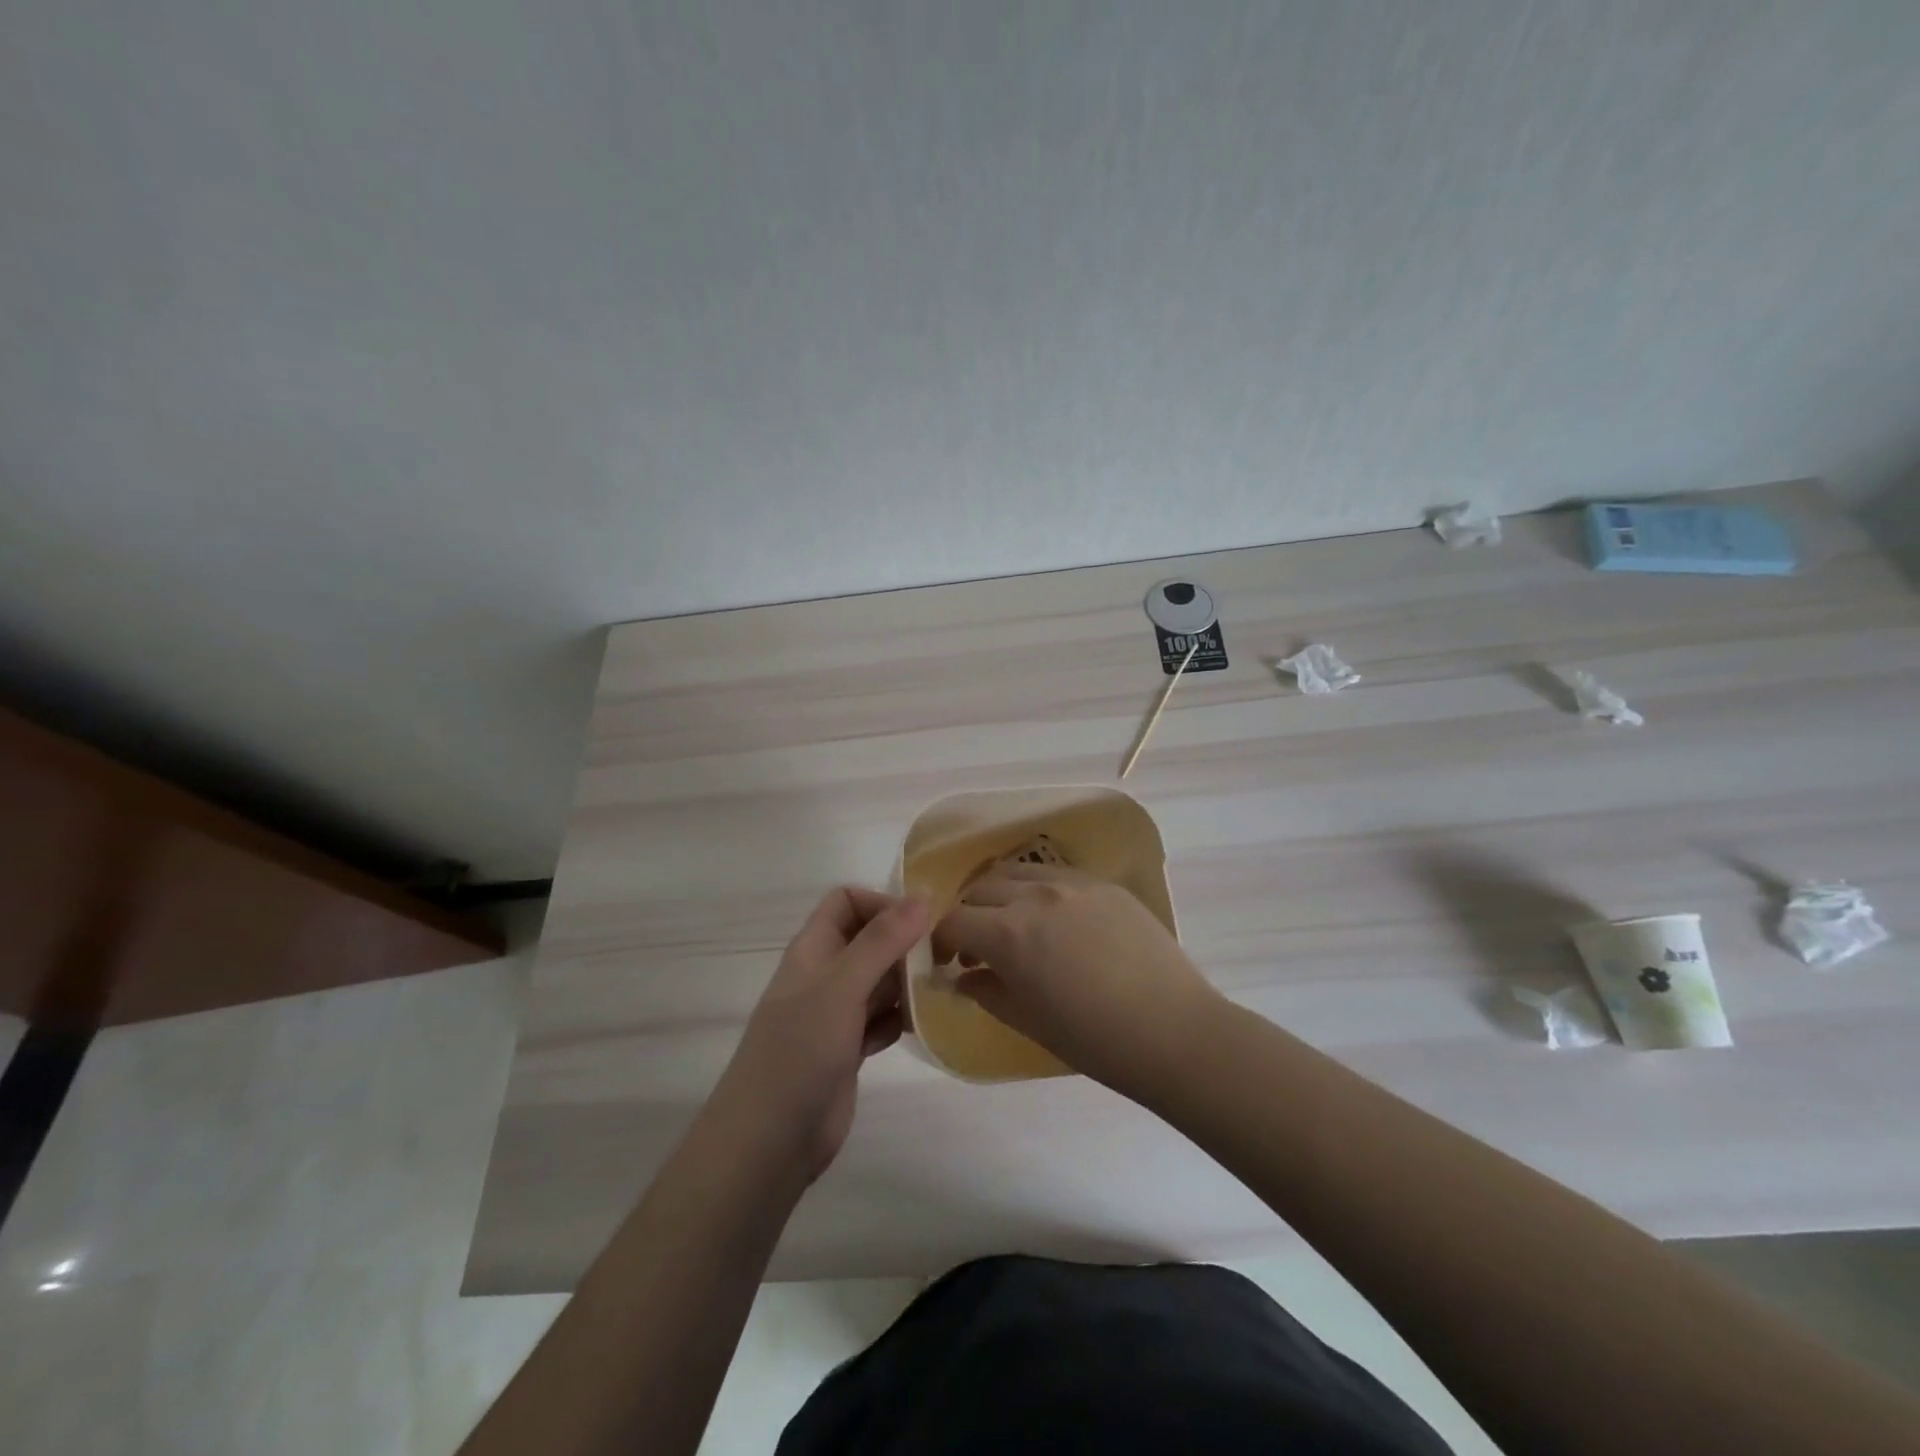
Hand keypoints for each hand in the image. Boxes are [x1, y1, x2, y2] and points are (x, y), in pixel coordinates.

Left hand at [708, 888, 928, 1184]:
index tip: (921, 924)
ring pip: (880, 981)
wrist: (769, 1141)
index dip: (882, 904)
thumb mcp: (842, 987)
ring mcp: (835, 1014)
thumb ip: (882, 940)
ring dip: (908, 983)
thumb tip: (923, 893)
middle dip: (905, 945)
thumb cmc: (800, 1051)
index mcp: (814, 949)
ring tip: (940, 992)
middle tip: (944, 959)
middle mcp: (825, 975)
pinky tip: (921, 1028)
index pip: (847, 902)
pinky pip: (882, 1019)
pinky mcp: (848, 1049)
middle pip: (870, 940)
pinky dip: (901, 1019)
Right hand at [934, 863, 1222, 1094]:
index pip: (954, 920)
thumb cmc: (1095, 1040)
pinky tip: (1055, 920)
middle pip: (980, 888)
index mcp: (1009, 933)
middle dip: (968, 915)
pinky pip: (1056, 874)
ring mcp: (1073, 883)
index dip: (940, 940)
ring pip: (1016, 871)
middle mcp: (1035, 895)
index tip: (946, 961)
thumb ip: (986, 991)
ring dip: (1001, 895)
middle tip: (977, 948)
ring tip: (1012, 925)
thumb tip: (962, 976)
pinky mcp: (1104, 884)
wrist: (1174, 1032)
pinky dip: (1038, 890)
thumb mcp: (1028, 1021)